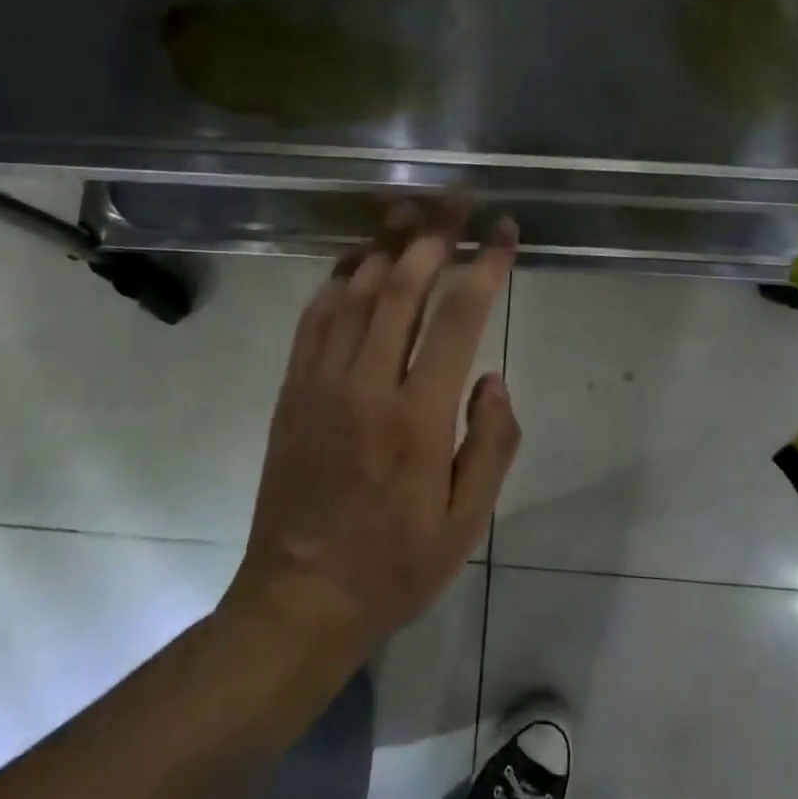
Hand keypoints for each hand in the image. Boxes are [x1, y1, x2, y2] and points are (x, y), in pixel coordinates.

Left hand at [222, 203, 521, 661]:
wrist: (300, 598)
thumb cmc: (394, 565)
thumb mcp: (466, 523)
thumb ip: (491, 444)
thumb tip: (493, 376)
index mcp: (417, 417)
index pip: (459, 318)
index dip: (486, 267)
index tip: (505, 234)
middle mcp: (367, 385)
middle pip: (402, 286)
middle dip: (435, 235)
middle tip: (458, 200)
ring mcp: (320, 382)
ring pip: (354, 291)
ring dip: (387, 245)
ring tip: (412, 211)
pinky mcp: (292, 389)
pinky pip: (314, 318)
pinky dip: (337, 280)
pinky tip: (357, 261)